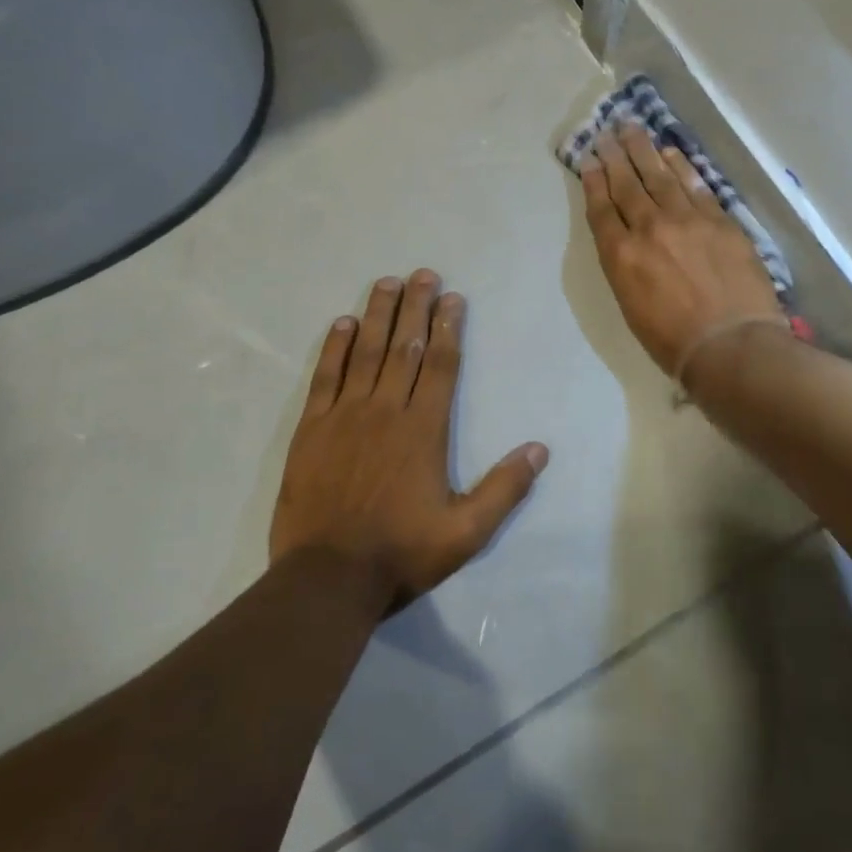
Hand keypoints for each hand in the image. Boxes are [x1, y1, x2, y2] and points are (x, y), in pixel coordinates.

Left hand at [270, 271, 548, 610]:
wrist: (327, 578)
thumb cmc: (401, 553)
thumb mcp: (466, 532)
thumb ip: (504, 488)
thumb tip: (540, 449)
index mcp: (424, 430)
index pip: (440, 365)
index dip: (448, 328)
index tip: (452, 298)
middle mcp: (386, 411)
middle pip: (405, 347)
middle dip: (417, 308)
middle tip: (424, 274)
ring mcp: (345, 416)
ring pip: (366, 353)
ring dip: (379, 315)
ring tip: (388, 282)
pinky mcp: (312, 429)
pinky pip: (325, 377)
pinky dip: (335, 347)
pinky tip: (344, 323)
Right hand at [581, 126, 781, 376]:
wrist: (730, 344)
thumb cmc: (673, 341)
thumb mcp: (631, 307)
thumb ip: (625, 267)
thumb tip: (627, 241)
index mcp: (621, 256)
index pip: (602, 209)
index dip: (594, 182)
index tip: (589, 160)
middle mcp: (649, 229)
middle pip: (628, 184)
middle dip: (615, 156)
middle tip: (607, 132)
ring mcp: (687, 220)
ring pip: (660, 176)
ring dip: (643, 150)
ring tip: (632, 129)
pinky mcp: (719, 220)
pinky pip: (695, 184)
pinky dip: (680, 165)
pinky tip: (670, 152)